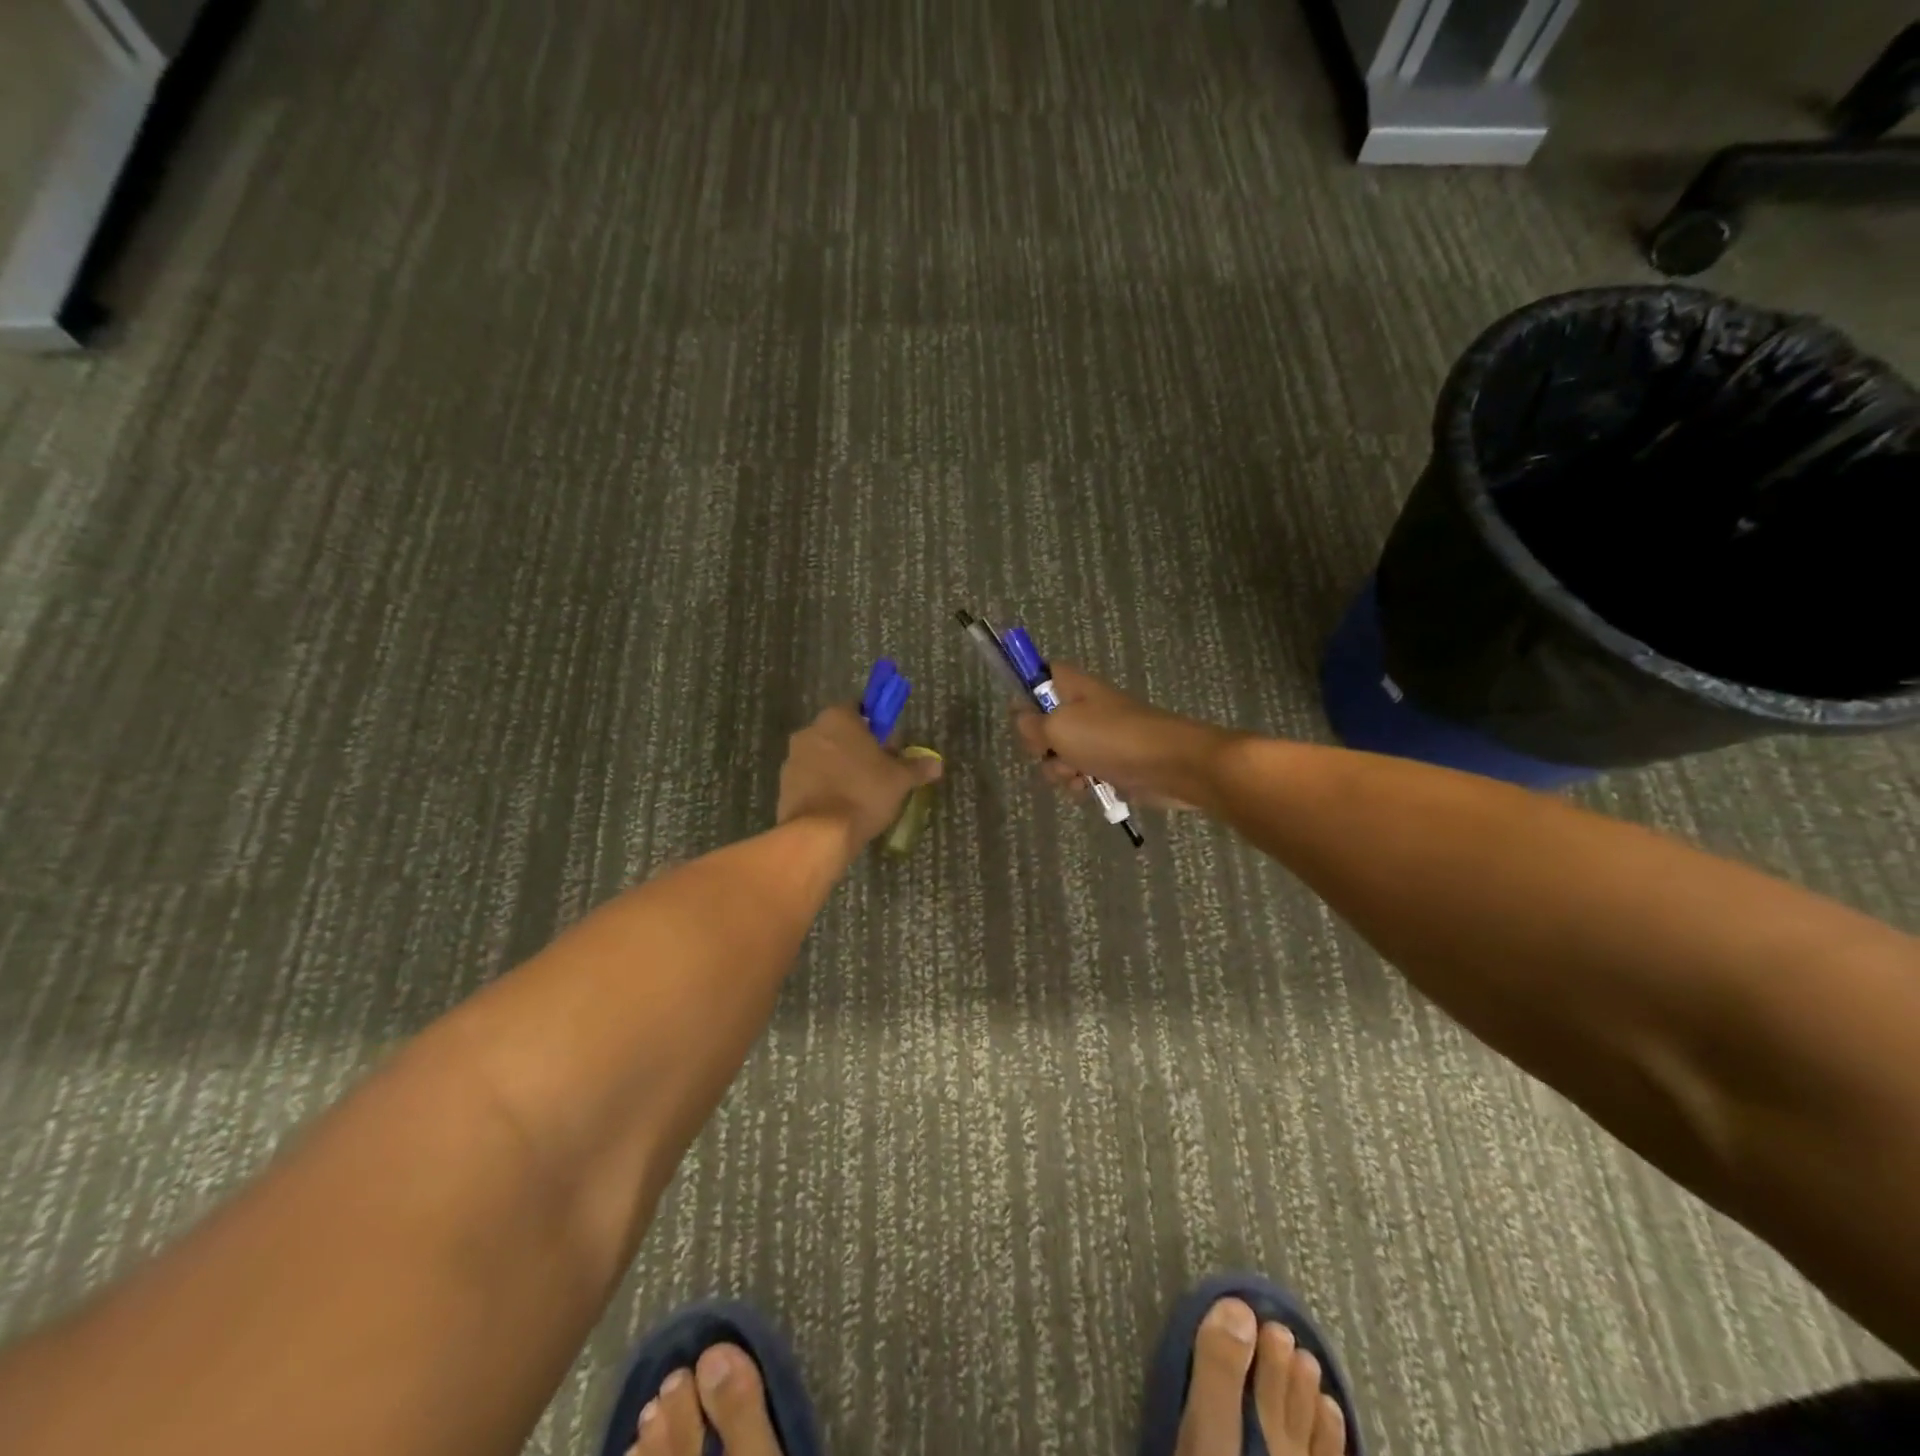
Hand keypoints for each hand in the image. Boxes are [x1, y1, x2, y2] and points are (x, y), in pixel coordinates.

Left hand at [778, 704, 941, 853]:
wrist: (819, 834)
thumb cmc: (864, 793)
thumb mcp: (900, 780)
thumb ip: (917, 767)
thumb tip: (936, 763)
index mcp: (837, 718)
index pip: (859, 710)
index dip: (876, 727)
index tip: (888, 747)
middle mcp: (810, 731)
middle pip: (839, 734)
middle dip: (857, 749)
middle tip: (879, 772)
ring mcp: (792, 759)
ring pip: (823, 757)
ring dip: (838, 769)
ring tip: (859, 795)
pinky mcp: (783, 786)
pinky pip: (810, 780)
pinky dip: (823, 788)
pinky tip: (839, 808)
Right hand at [1012, 665, 1236, 811]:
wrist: (1170, 764)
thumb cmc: (1110, 738)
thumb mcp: (1058, 726)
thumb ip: (1031, 724)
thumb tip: (1023, 721)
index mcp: (1071, 686)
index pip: (1039, 675)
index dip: (1026, 693)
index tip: (1022, 716)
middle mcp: (1082, 707)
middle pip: (1043, 723)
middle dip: (1040, 746)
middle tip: (1050, 751)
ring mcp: (1097, 736)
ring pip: (1058, 754)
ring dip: (1059, 770)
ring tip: (1077, 775)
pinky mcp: (1109, 763)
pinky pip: (1080, 773)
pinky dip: (1079, 783)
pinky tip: (1087, 788)